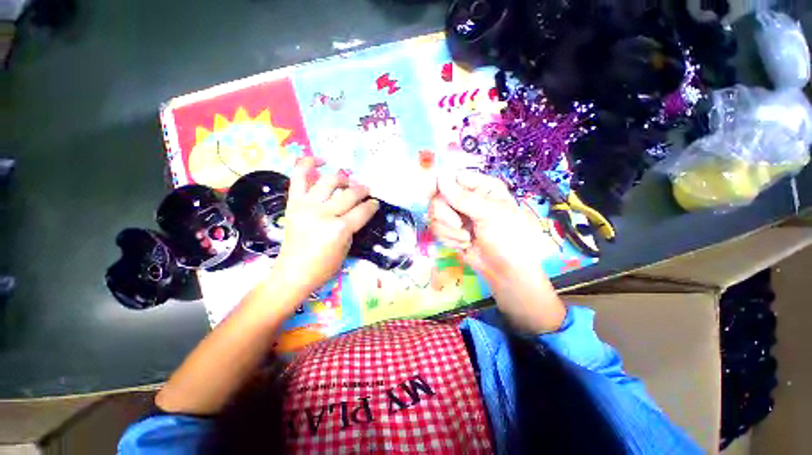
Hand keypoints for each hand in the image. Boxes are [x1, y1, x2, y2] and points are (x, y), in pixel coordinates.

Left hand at [273, 157, 379, 299]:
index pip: (362, 211)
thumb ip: (353, 226)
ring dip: (343, 179)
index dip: (372, 206)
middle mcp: (323, 213)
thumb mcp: (347, 248)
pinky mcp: (293, 203)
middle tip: (366, 191)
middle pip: (350, 194)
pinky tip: (322, 161)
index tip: (375, 203)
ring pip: (329, 181)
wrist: (293, 273)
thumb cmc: (324, 266)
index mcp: (339, 229)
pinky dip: (309, 164)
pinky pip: (299, 177)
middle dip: (362, 190)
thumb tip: (359, 210)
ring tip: (348, 182)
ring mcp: (306, 206)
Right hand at [429, 171, 565, 333]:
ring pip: (434, 215)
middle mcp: (467, 199)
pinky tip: (464, 243)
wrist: (506, 272)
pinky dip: (448, 238)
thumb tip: (440, 178)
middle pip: (438, 196)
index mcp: (481, 187)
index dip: (440, 184)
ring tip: (467, 238)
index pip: (452, 177)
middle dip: (445, 214)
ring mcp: (457, 216)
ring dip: (449, 230)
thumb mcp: (490, 214)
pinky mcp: (451, 231)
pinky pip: (436, 229)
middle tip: (459, 224)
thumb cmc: (508, 238)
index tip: (432, 193)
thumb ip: (463, 198)